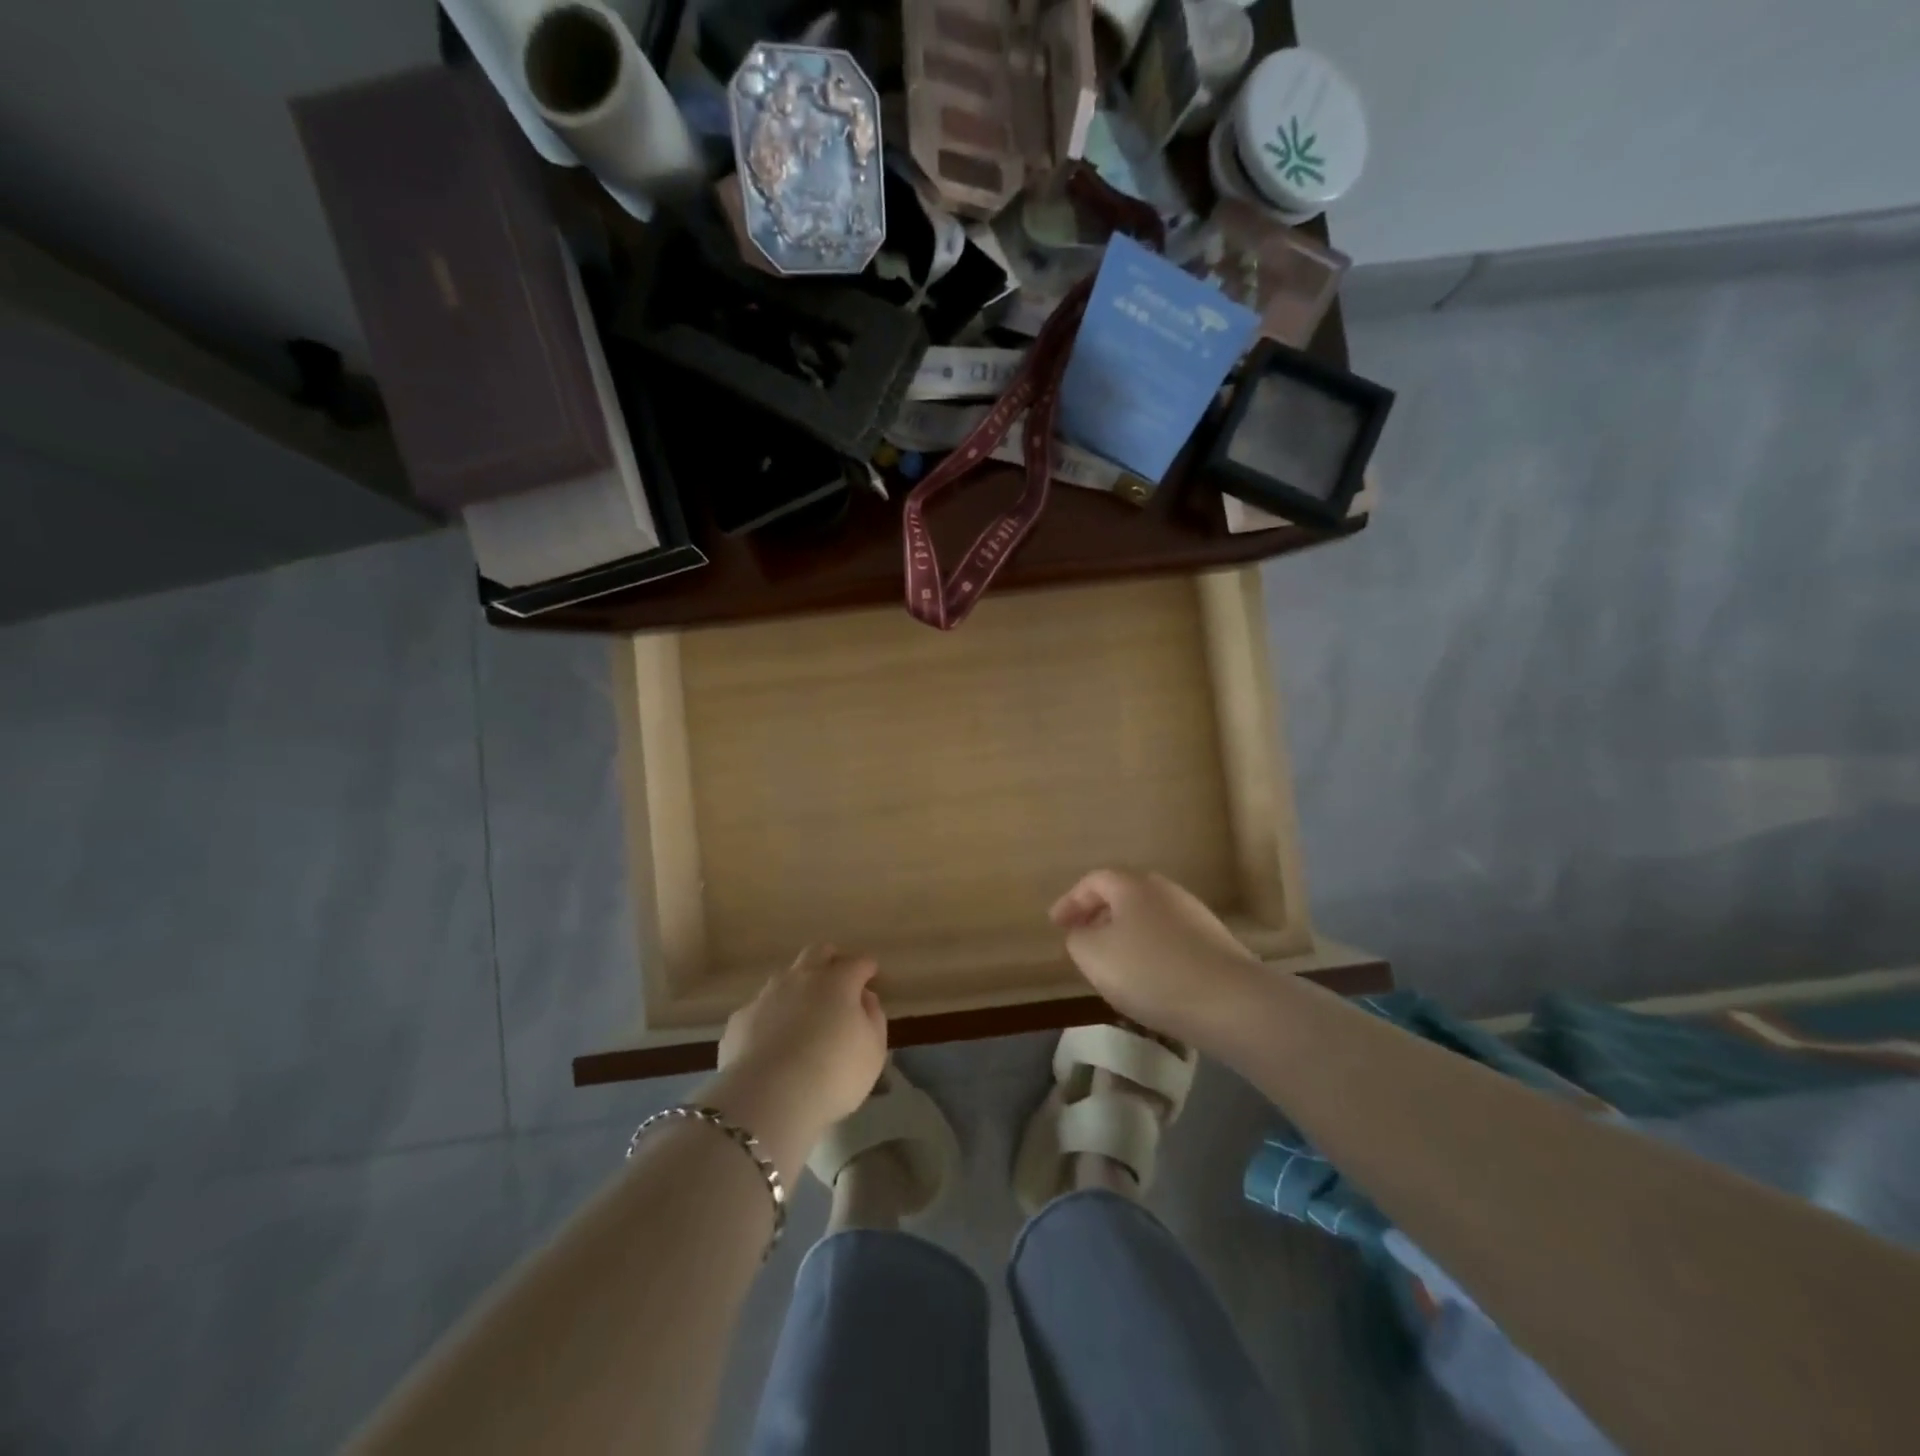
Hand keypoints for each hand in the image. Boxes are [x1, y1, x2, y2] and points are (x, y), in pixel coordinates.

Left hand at [715, 946, 887, 1141]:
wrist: (768, 1099)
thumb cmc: (833, 1074)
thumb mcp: (873, 1051)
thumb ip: (873, 1018)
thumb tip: (865, 998)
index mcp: (838, 981)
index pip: (858, 963)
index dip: (867, 968)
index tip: (871, 977)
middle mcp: (801, 978)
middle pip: (818, 952)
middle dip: (831, 960)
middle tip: (838, 981)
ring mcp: (766, 995)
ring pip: (785, 977)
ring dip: (798, 987)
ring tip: (804, 1015)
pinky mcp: (740, 1019)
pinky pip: (761, 1008)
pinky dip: (771, 1017)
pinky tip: (773, 1041)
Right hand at [1050, 869, 1261, 1047]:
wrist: (1231, 1002)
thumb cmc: (1151, 971)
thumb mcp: (1094, 956)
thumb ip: (1077, 938)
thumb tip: (1082, 932)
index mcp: (1132, 885)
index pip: (1093, 880)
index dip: (1070, 901)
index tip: (1055, 925)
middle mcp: (1165, 890)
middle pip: (1123, 895)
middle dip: (1098, 915)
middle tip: (1082, 939)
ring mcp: (1194, 915)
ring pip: (1147, 918)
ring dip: (1125, 935)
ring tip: (1112, 964)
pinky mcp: (1214, 943)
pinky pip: (1169, 939)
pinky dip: (1149, 952)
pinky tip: (1148, 980)